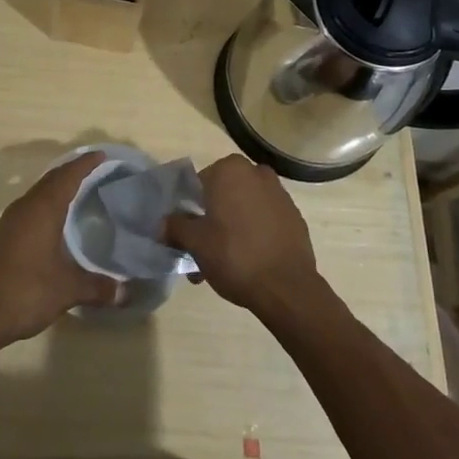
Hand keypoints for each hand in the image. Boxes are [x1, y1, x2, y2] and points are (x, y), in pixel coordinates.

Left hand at [0, 151, 119, 347]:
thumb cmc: (25, 291)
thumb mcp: (67, 289)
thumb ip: (97, 287)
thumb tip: (126, 292)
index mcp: (43, 209)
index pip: (67, 176)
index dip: (85, 164)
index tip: (100, 154)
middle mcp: (24, 208)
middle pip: (50, 180)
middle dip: (70, 172)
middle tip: (92, 169)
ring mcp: (8, 222)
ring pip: (36, 195)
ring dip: (54, 189)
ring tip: (74, 193)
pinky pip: (27, 210)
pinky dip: (42, 207)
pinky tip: (50, 224)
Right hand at [165, 154, 322, 316]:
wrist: (287, 287)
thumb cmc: (234, 255)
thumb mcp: (195, 242)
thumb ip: (176, 227)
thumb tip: (163, 224)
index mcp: (230, 170)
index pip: (199, 184)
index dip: (189, 210)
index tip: (187, 235)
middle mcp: (256, 173)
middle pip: (223, 196)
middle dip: (211, 221)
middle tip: (203, 252)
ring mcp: (279, 194)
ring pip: (244, 209)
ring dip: (231, 229)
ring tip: (223, 264)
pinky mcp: (294, 217)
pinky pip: (264, 220)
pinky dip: (254, 234)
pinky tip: (249, 262)